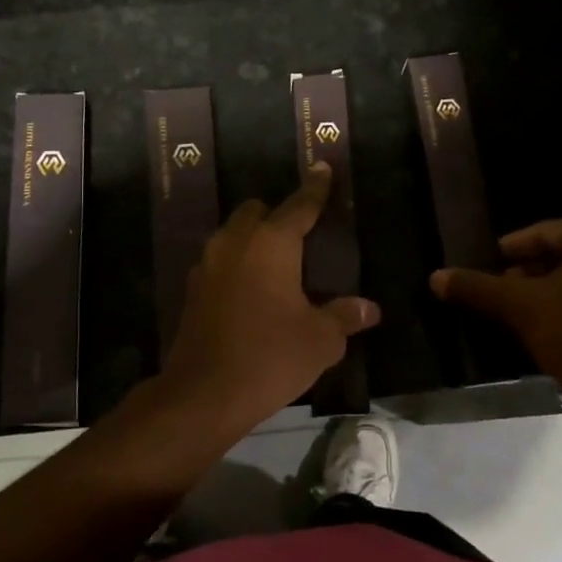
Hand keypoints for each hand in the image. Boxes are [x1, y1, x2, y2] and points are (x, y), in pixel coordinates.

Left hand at [161, 163, 380, 432]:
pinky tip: (251, 291)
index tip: (322, 168)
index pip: (299, 205)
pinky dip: (237, 266)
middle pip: (256, 211)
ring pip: (232, 235)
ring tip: (276, 263)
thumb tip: (369, 308)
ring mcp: (207, 266)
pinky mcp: (192, 291)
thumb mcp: (320, 340)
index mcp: (271, 244)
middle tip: (300, 234)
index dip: (315, 188)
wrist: (204, 393)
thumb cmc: (271, 357)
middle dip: (277, 214)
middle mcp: (235, 244)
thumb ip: (344, 317)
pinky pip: (219, 263)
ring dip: (253, 239)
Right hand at [430, 219, 561, 384]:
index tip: (489, 264)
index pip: (545, 232)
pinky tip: (554, 327)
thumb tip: (436, 277)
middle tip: (502, 290)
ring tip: (522, 312)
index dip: (511, 248)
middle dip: (532, 272)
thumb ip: (478, 288)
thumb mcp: (521, 306)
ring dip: (554, 291)